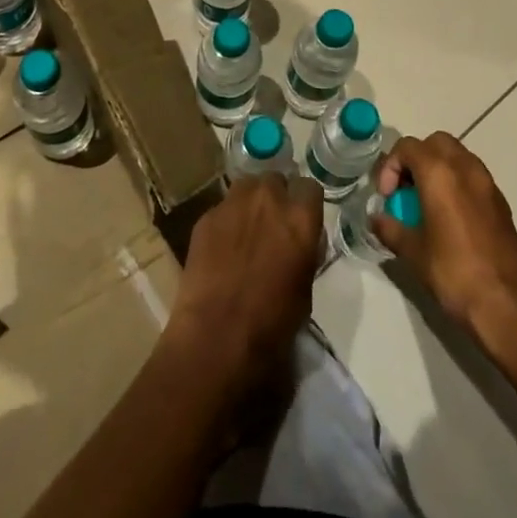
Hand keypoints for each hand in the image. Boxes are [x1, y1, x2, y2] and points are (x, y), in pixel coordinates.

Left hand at [160, 172, 323, 405]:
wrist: (216, 337)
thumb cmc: (271, 324)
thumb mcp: (305, 289)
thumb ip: (306, 252)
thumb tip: (301, 241)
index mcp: (300, 217)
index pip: (310, 188)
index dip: (306, 204)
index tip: (302, 220)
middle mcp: (268, 199)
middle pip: (276, 180)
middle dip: (277, 197)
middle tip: (273, 224)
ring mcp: (233, 203)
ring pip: (247, 186)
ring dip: (251, 201)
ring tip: (247, 228)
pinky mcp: (206, 216)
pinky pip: (222, 207)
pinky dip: (226, 220)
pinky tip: (222, 247)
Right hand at [373, 133, 516, 346]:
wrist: (507, 306)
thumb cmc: (454, 274)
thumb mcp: (413, 253)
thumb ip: (391, 228)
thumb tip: (377, 219)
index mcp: (440, 174)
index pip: (407, 147)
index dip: (390, 166)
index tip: (387, 197)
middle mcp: (465, 168)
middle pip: (436, 142)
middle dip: (416, 159)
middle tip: (405, 190)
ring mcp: (488, 183)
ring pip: (458, 156)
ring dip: (438, 168)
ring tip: (426, 202)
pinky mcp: (501, 202)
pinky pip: (473, 176)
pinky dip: (457, 183)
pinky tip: (450, 217)